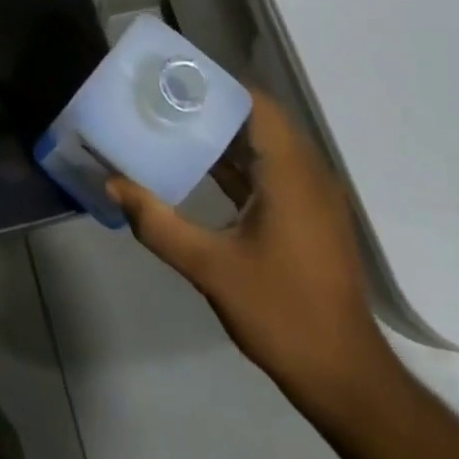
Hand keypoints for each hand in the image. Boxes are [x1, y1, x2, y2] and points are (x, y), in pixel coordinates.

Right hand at [106, 88, 392, 409]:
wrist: (345, 379)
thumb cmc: (281, 313)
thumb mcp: (210, 268)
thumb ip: (158, 223)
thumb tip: (113, 184)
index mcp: (291, 173)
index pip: (256, 103)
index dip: (216, 86)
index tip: (175, 79)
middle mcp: (308, 174)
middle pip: (259, 119)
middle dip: (213, 107)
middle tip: (165, 98)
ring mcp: (313, 197)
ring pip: (266, 146)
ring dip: (226, 135)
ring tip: (175, 124)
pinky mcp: (310, 218)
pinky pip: (273, 171)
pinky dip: (240, 163)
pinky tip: (201, 168)